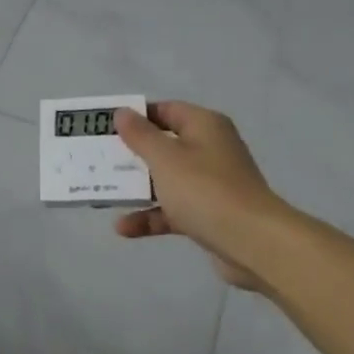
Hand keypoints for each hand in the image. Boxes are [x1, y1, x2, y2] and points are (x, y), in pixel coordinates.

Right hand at [112, 102, 299, 288]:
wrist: (253, 243)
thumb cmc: (205, 190)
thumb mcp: (165, 158)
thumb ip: (140, 135)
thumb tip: (123, 112)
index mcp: (204, 126)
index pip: (166, 110)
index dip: (136, 116)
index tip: (106, 128)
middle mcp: (210, 149)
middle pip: (164, 145)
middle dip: (132, 155)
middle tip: (99, 159)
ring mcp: (211, 184)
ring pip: (166, 179)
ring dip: (138, 188)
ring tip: (104, 195)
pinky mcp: (209, 214)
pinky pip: (173, 209)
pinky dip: (151, 216)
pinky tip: (124, 228)